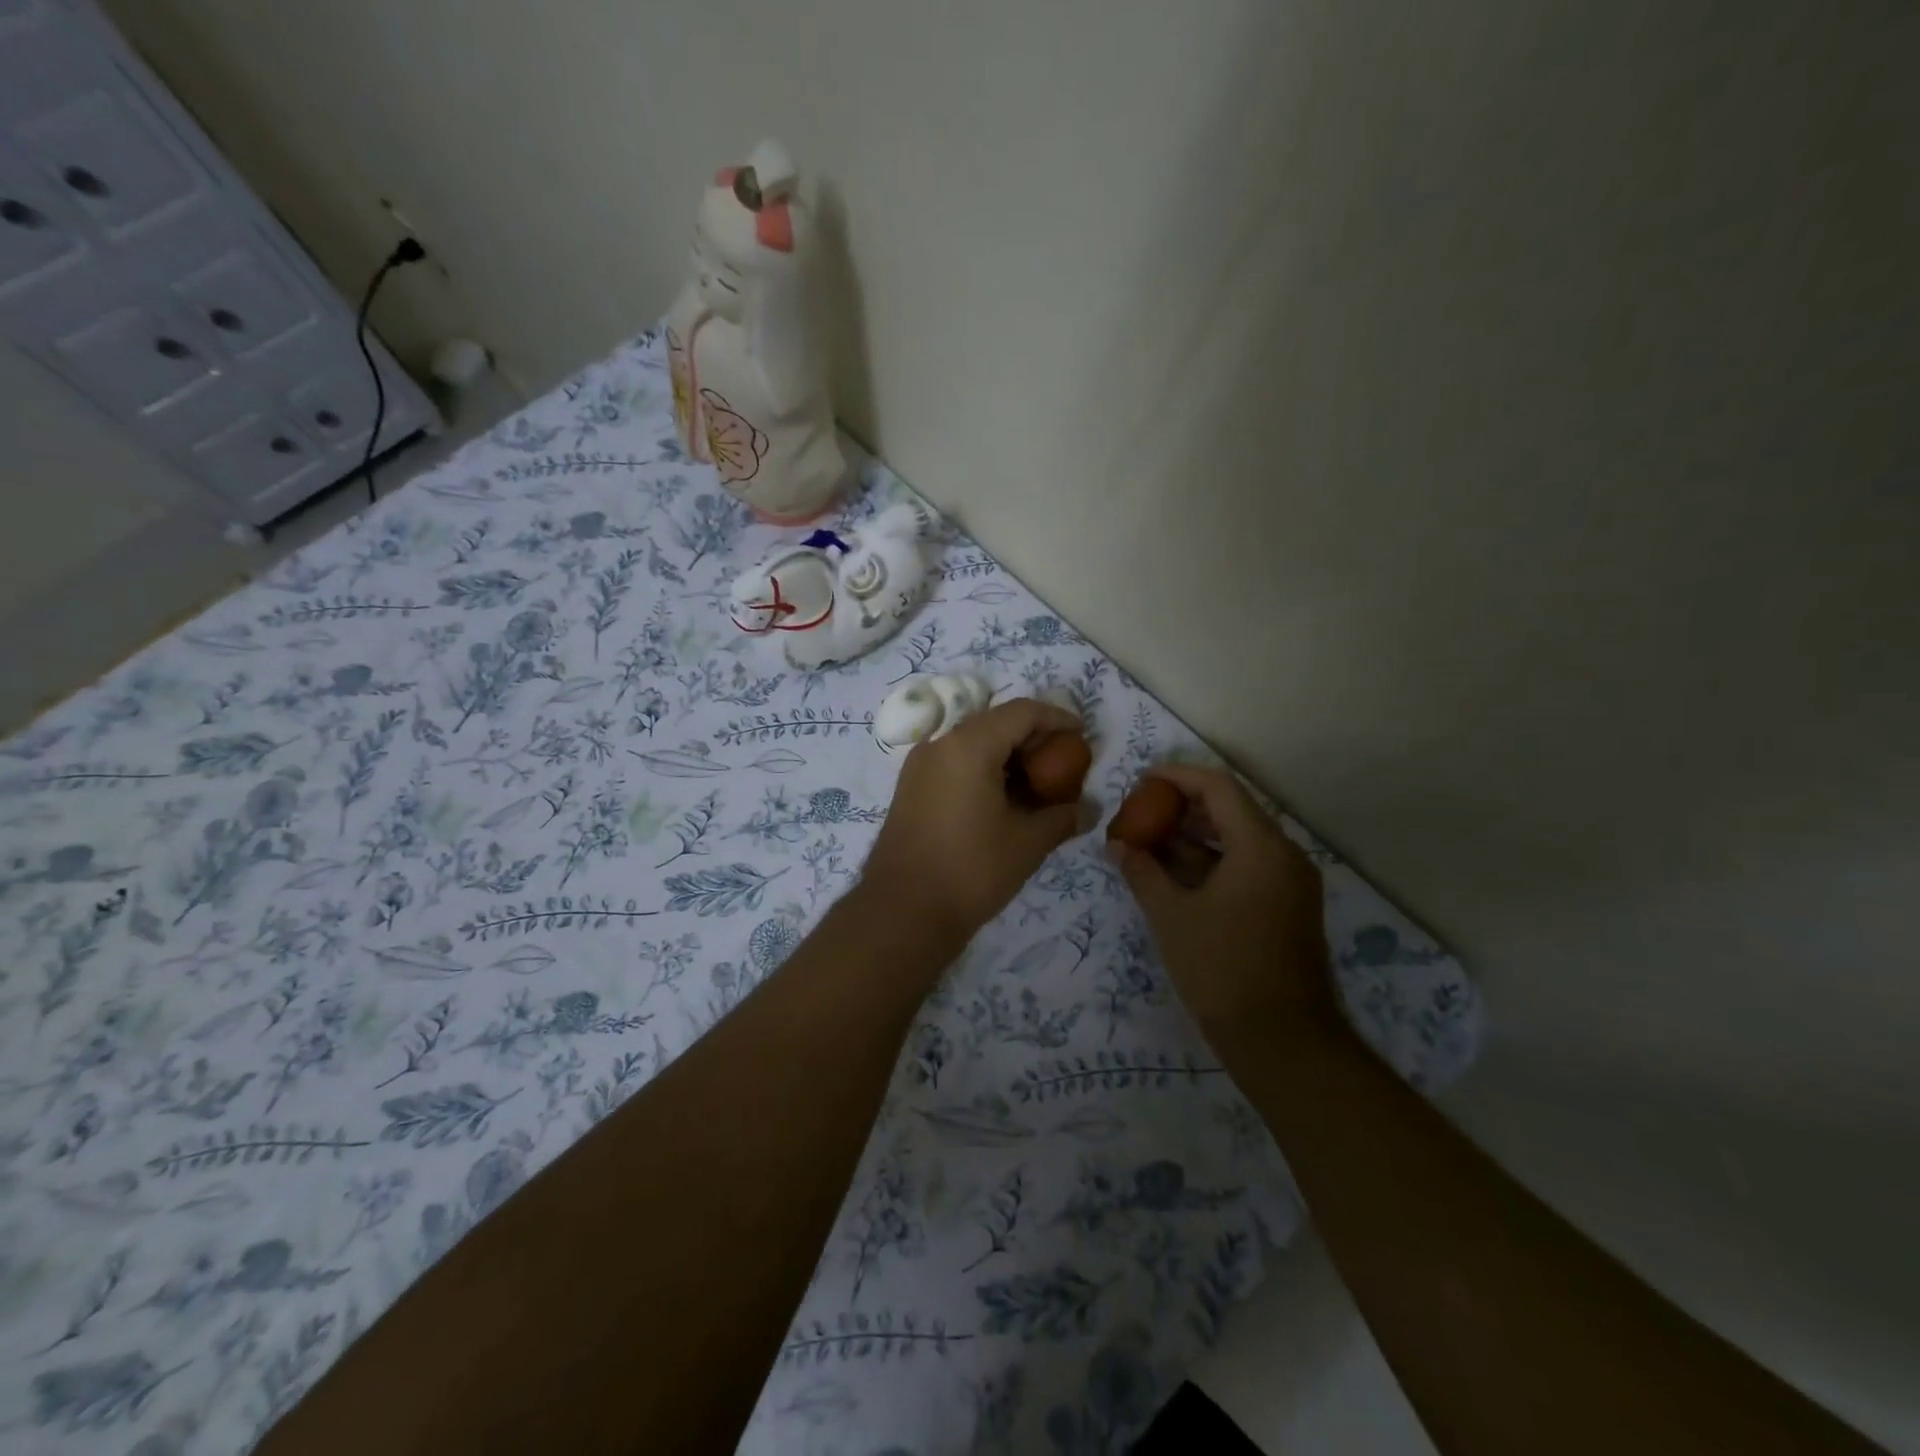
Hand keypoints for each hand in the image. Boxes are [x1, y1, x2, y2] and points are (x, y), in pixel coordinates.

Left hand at [861, 699, 1084, 943]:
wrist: (902, 911)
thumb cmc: (971, 870)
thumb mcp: (1027, 843)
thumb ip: (1062, 817)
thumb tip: (1089, 810)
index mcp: (969, 745)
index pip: (1022, 712)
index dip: (1057, 718)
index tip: (1081, 736)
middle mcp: (940, 744)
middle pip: (996, 722)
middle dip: (1033, 738)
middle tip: (1063, 762)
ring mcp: (920, 765)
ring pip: (973, 742)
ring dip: (1008, 755)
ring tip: (1038, 783)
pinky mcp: (911, 787)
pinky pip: (955, 762)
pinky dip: (984, 769)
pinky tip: (1004, 799)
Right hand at [1110, 764, 1335, 1034]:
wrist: (1283, 1042)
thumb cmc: (1222, 970)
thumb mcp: (1172, 917)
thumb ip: (1143, 873)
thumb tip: (1117, 845)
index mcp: (1261, 847)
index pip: (1219, 788)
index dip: (1178, 776)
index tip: (1143, 779)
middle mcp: (1284, 855)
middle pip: (1232, 810)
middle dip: (1184, 807)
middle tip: (1142, 810)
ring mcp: (1290, 883)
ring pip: (1239, 841)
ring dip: (1196, 836)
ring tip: (1150, 840)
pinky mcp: (1288, 907)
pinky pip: (1248, 867)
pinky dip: (1212, 862)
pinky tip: (1175, 873)